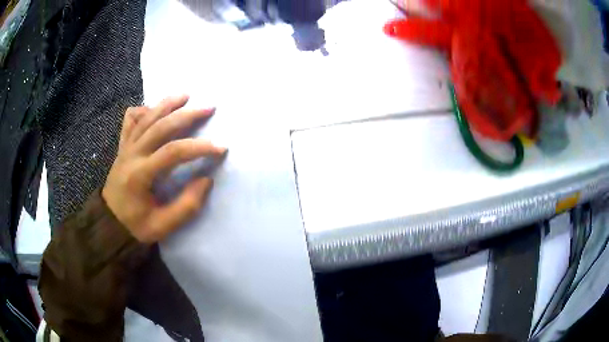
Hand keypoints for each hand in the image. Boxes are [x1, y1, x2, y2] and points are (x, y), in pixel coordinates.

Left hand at [102, 96, 225, 242]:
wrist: (108, 224)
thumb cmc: (135, 227)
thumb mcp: (162, 226)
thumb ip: (186, 205)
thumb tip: (206, 180)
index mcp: (140, 175)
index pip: (173, 152)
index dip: (199, 147)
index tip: (221, 148)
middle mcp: (131, 154)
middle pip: (160, 126)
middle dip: (187, 115)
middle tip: (209, 108)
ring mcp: (125, 148)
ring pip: (146, 118)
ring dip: (166, 104)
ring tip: (186, 95)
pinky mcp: (122, 147)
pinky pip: (131, 121)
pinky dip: (142, 111)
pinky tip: (153, 108)